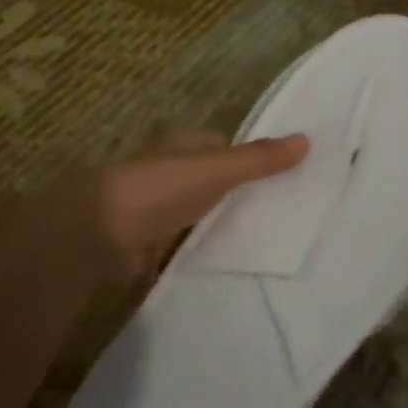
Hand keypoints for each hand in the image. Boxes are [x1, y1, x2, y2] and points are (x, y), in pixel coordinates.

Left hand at [42, 131, 309, 282]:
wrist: (100, 236)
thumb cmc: (158, 189)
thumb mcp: (215, 170)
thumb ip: (258, 160)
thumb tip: (307, 140)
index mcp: (179, 146)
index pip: (221, 146)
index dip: (249, 158)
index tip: (283, 177)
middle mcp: (167, 173)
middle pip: (210, 183)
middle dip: (238, 196)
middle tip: (283, 214)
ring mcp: (155, 211)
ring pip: (198, 216)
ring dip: (220, 227)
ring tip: (266, 243)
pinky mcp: (148, 245)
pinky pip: (184, 247)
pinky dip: (202, 254)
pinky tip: (229, 267)